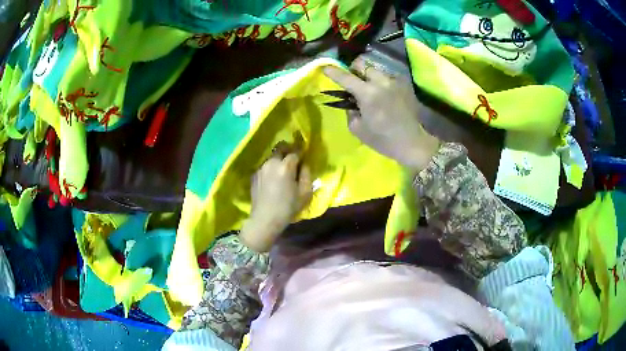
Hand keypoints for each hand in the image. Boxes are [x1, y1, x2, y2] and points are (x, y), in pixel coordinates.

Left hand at [239, 153, 311, 251]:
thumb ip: (307, 175)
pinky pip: (265, 166)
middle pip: (280, 148)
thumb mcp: (305, 193)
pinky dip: (270, 167)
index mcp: (286, 166)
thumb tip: (304, 165)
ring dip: (278, 159)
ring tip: (282, 168)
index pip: (295, 151)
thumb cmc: (288, 208)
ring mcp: (261, 168)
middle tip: (293, 156)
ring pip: (271, 157)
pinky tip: (273, 177)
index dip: (301, 151)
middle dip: (288, 149)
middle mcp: (272, 162)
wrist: (265, 219)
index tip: (304, 154)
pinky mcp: (254, 175)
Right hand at [323, 57, 439, 170]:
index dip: (333, 71)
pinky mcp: (405, 85)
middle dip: (354, 70)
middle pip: (363, 64)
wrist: (412, 142)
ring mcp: (395, 81)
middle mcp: (381, 82)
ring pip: (376, 70)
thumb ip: (350, 110)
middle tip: (353, 81)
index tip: (326, 67)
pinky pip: (388, 78)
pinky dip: (381, 83)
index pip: (345, 77)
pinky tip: (384, 96)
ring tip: (371, 90)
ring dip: (369, 76)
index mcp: (367, 93)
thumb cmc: (383, 140)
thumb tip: (350, 100)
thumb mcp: (357, 129)